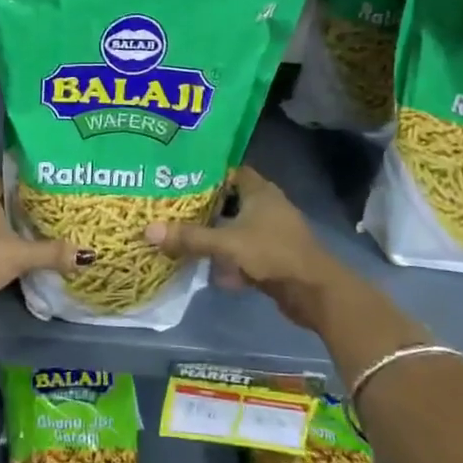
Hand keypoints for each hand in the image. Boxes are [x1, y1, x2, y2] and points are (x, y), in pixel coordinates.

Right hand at [142, 166, 341, 328]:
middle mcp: (266, 206)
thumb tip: (148, 230)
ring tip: (183, 237)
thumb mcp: (227, 244)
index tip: (178, 177)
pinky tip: (209, 270)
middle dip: (204, 206)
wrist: (314, 292)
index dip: (206, 172)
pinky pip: (243, 251)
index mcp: (259, 191)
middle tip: (172, 208)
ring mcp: (271, 232)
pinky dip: (228, 258)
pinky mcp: (272, 256)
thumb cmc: (273, 254)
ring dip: (215, 234)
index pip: (229, 171)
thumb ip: (190, 237)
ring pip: (235, 227)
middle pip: (229, 200)